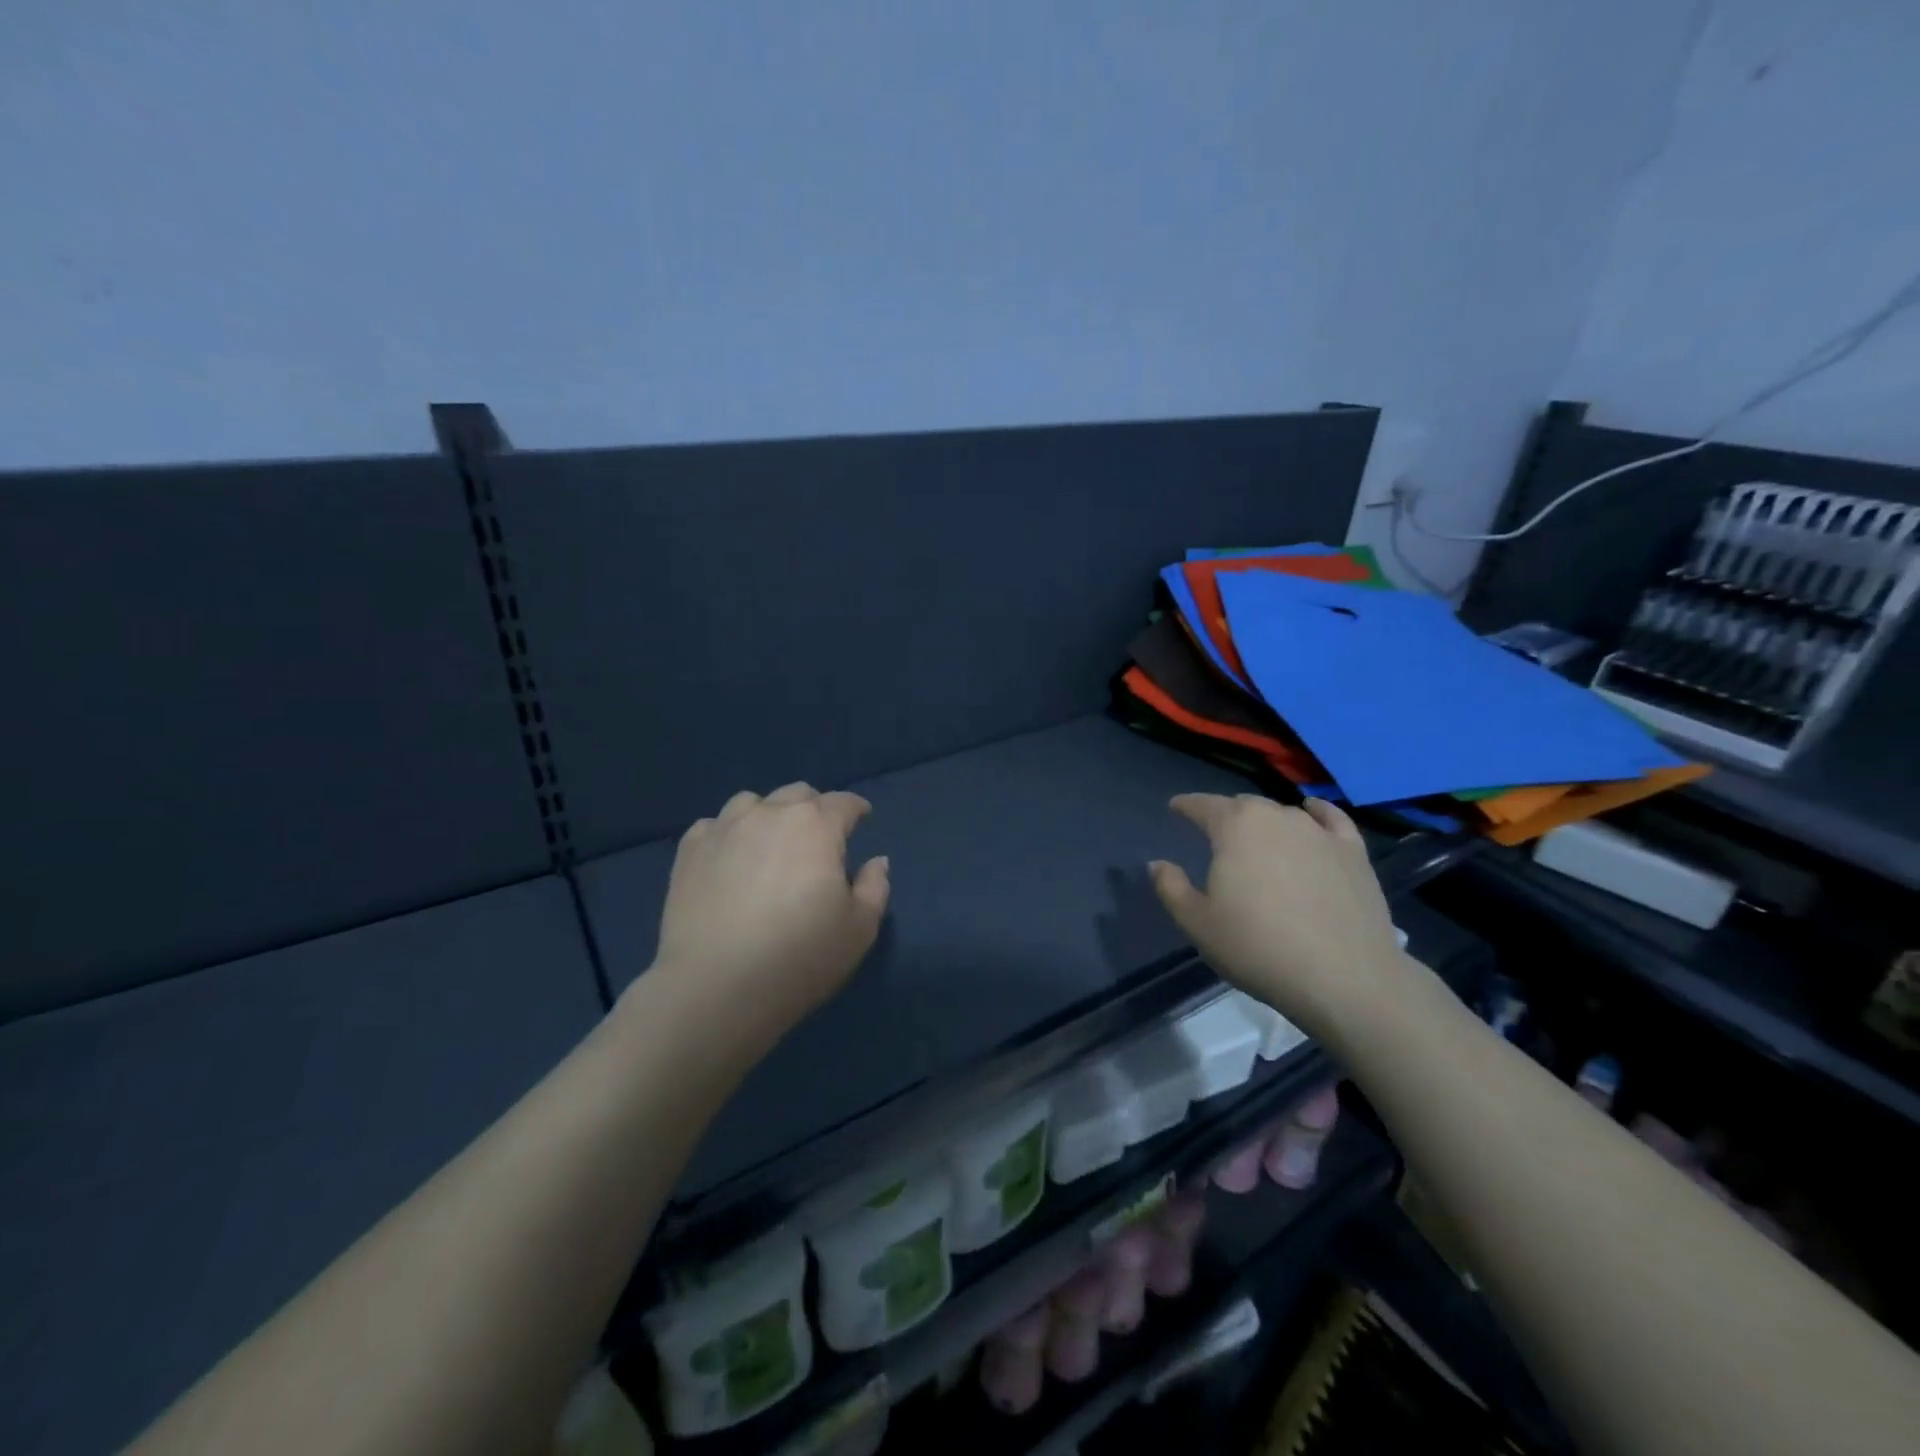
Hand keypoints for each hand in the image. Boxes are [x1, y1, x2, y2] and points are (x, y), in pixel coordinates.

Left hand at [650, 782, 889, 1040]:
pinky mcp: (689, 851)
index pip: (843, 803)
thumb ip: (875, 887)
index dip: (856, 809)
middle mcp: (770, 814)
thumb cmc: (799, 957)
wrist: (716, 987)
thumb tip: (876, 861)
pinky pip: (713, 826)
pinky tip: (729, 858)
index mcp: (816, 826)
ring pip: (751, 803)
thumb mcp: (859, 929)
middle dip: (814, 809)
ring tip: (769, 843)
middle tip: (818, 838)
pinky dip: (727, 834)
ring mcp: (724, 829)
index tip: (862, 818)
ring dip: (768, 815)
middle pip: (798, 795)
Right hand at [1148, 795, 1410, 1043]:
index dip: (1186, 805)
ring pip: (1283, 813)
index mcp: (1234, 827)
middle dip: (1225, 814)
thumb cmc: (1258, 948)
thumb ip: (1171, 888)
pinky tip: (1311, 813)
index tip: (1175, 808)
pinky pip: (1331, 819)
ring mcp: (1318, 832)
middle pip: (1243, 806)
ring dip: (1265, 821)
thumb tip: (1158, 864)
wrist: (1344, 977)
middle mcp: (1276, 817)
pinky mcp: (1353, 851)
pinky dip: (1316, 812)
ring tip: (1258, 838)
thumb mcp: (1197, 924)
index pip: (1203, 805)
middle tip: (1215, 835)